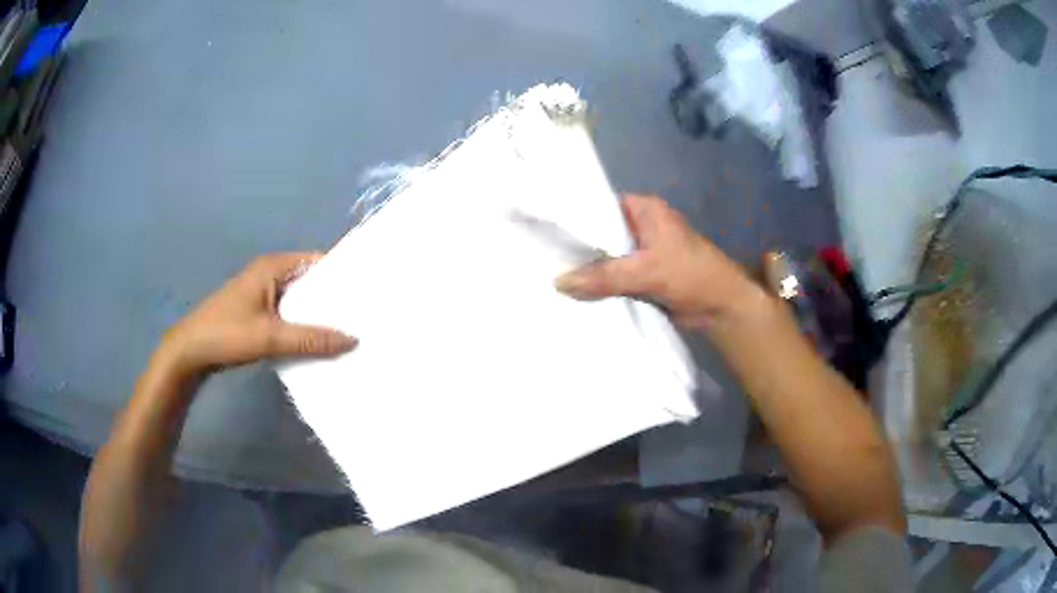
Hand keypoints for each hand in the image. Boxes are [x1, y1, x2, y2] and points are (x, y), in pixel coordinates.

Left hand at [159, 252, 356, 375]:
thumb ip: (310, 339)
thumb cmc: (226, 333)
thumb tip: (353, 339)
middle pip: (310, 281)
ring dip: (318, 315)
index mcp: (272, 267)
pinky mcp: (258, 312)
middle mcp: (270, 274)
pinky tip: (320, 342)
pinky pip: (289, 314)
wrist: (190, 350)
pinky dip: (303, 325)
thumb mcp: (269, 337)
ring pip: (299, 300)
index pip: (317, 261)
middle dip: (333, 298)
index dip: (341, 275)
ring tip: (349, 330)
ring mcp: (263, 293)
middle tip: (364, 315)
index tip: (367, 292)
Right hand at [555, 194, 763, 328]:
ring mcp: (640, 251)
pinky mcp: (641, 274)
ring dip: (587, 268)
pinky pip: (613, 275)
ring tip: (547, 273)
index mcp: (644, 209)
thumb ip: (604, 276)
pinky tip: (572, 291)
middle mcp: (640, 225)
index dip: (573, 215)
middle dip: (577, 245)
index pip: (599, 204)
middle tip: (540, 255)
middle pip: (599, 231)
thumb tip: (558, 282)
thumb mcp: (647, 271)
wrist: (721, 309)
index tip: (544, 228)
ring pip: (605, 256)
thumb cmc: (692, 276)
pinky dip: (598, 283)